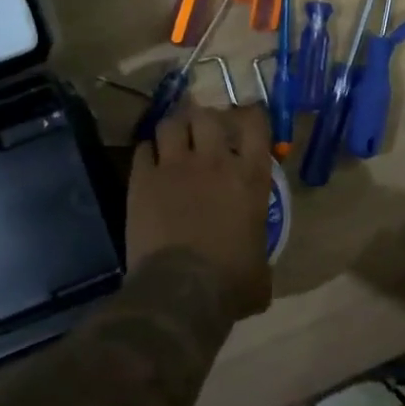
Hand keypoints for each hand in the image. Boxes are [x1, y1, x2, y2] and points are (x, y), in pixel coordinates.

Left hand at [127, 100, 273, 321]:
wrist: (182, 291)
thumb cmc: (231, 282)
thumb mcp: (261, 265)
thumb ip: (260, 249)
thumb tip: (256, 264)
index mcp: (250, 176)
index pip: (256, 124)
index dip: (251, 114)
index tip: (248, 118)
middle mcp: (215, 161)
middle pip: (208, 116)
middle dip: (206, 120)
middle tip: (204, 132)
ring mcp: (176, 167)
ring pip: (171, 124)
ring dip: (175, 129)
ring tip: (175, 139)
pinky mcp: (143, 180)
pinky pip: (143, 149)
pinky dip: (148, 152)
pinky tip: (151, 163)